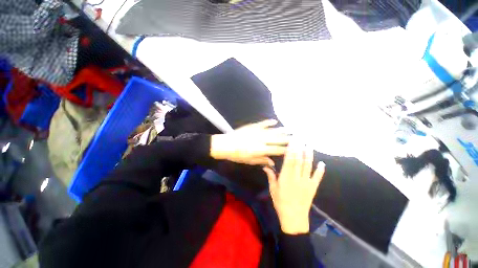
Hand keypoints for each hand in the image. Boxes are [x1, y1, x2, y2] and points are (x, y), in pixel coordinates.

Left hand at [210, 119, 289, 165]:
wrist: (225, 145)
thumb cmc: (237, 155)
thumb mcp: (249, 161)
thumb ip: (261, 160)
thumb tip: (272, 162)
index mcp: (260, 150)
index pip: (277, 150)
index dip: (286, 150)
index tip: (294, 149)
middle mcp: (261, 140)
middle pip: (277, 140)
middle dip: (287, 139)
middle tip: (297, 138)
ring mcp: (257, 132)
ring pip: (272, 131)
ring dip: (281, 130)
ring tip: (290, 129)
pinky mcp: (252, 126)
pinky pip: (262, 123)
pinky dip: (268, 122)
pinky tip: (275, 121)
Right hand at [263, 142, 324, 234]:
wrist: (293, 218)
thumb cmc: (280, 202)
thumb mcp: (273, 189)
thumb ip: (270, 176)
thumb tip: (265, 165)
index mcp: (286, 178)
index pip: (289, 160)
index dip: (291, 150)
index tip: (292, 142)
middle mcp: (297, 177)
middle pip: (298, 160)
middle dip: (299, 148)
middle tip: (301, 139)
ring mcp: (306, 182)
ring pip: (308, 166)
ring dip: (309, 155)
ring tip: (309, 145)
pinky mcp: (313, 187)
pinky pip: (317, 177)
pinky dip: (320, 170)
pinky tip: (322, 163)